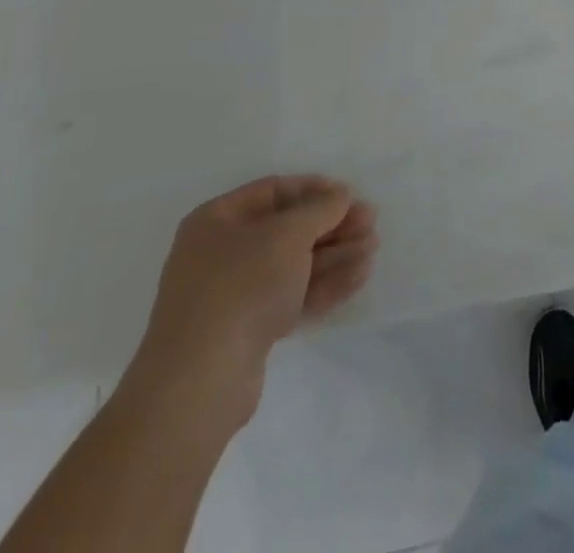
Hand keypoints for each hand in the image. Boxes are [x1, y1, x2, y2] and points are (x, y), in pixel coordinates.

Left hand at [122, 176, 377, 432]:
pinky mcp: (248, 330)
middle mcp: (221, 253)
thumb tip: (340, 194)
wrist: (200, 383)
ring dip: (335, 255)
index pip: (274, 191)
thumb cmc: (241, 287)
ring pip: (294, 265)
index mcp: (217, 221)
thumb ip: (320, 208)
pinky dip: (324, 285)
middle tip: (371, 223)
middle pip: (288, 230)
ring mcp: (234, 295)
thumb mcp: (287, 234)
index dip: (315, 190)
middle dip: (332, 226)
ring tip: (373, 249)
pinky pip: (292, 296)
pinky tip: (359, 277)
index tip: (350, 195)